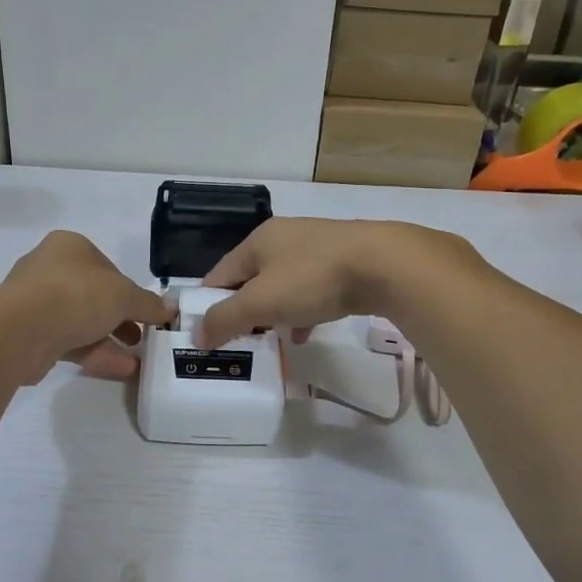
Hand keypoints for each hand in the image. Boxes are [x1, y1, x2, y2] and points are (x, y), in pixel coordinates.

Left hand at [2, 231, 173, 382]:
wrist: (22, 329)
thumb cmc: (76, 294)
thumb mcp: (124, 295)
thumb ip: (148, 303)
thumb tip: (171, 309)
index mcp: (69, 247)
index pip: (107, 267)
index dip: (129, 290)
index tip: (146, 312)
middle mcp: (49, 269)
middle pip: (93, 296)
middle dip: (120, 320)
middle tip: (142, 338)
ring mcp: (35, 304)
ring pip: (80, 322)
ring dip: (110, 341)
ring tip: (137, 362)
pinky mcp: (28, 335)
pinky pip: (68, 344)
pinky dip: (94, 354)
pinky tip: (120, 370)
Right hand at [196, 219, 470, 347]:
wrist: (384, 264)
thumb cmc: (312, 279)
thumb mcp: (261, 301)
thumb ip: (226, 319)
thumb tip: (197, 335)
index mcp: (257, 241)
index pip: (218, 275)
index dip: (207, 305)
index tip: (204, 336)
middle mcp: (282, 238)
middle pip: (249, 280)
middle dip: (242, 311)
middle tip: (237, 343)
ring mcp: (314, 248)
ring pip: (281, 286)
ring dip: (271, 314)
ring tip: (268, 343)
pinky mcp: (341, 263)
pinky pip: (309, 291)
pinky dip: (300, 312)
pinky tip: (303, 334)